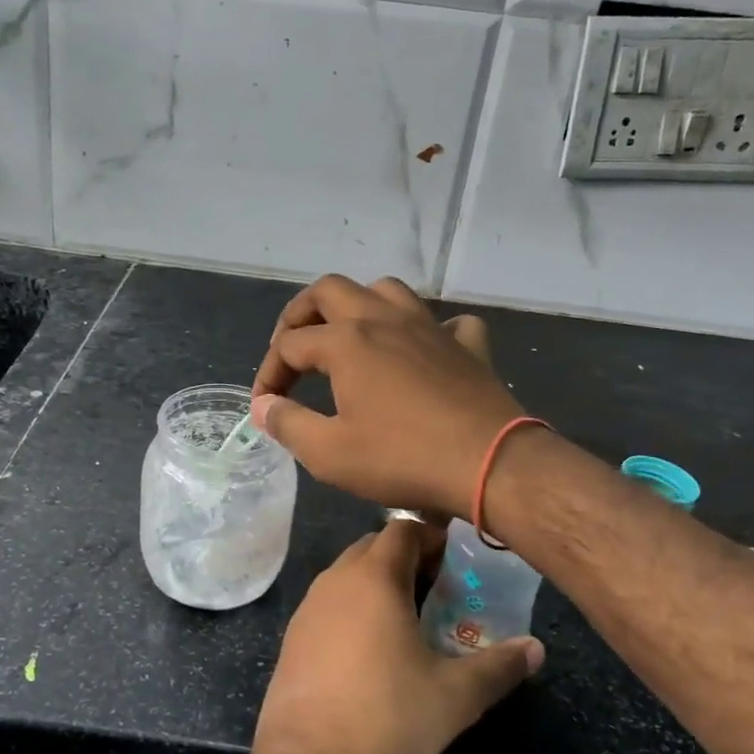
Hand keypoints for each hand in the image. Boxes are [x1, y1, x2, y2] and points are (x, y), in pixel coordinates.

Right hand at [251, 274, 523, 520]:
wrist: (490, 463)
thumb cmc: (402, 459)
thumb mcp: (329, 453)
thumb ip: (288, 424)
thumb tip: (263, 406)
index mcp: (346, 341)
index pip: (289, 345)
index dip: (268, 373)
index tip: (265, 406)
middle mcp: (384, 319)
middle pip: (330, 291)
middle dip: (301, 314)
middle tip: (291, 347)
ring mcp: (429, 326)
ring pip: (385, 290)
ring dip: (359, 305)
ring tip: (348, 335)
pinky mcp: (467, 344)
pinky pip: (445, 321)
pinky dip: (426, 329)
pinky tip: (421, 349)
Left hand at [251, 520, 543, 753]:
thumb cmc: (388, 716)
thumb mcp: (456, 695)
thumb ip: (499, 666)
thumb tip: (536, 649)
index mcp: (374, 578)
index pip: (403, 529)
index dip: (432, 538)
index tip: (457, 564)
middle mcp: (336, 579)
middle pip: (373, 547)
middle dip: (407, 558)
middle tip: (440, 590)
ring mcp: (308, 606)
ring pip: (348, 575)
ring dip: (378, 583)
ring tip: (410, 619)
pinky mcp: (293, 635)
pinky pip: (329, 603)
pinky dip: (353, 608)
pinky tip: (371, 650)